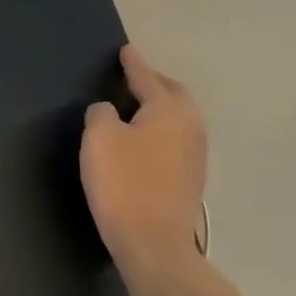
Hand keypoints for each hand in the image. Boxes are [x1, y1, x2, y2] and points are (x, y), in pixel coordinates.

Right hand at [81, 45, 208, 281]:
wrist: (154, 245)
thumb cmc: (124, 183)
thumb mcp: (99, 138)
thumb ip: (101, 113)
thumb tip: (110, 112)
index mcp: (170, 110)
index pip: (147, 77)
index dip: (133, 63)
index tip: (125, 50)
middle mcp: (190, 127)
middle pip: (173, 95)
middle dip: (154, 83)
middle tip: (132, 77)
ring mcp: (196, 156)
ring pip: (178, 119)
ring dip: (159, 109)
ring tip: (135, 107)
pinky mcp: (191, 180)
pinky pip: (175, 140)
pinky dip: (160, 131)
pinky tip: (143, 140)